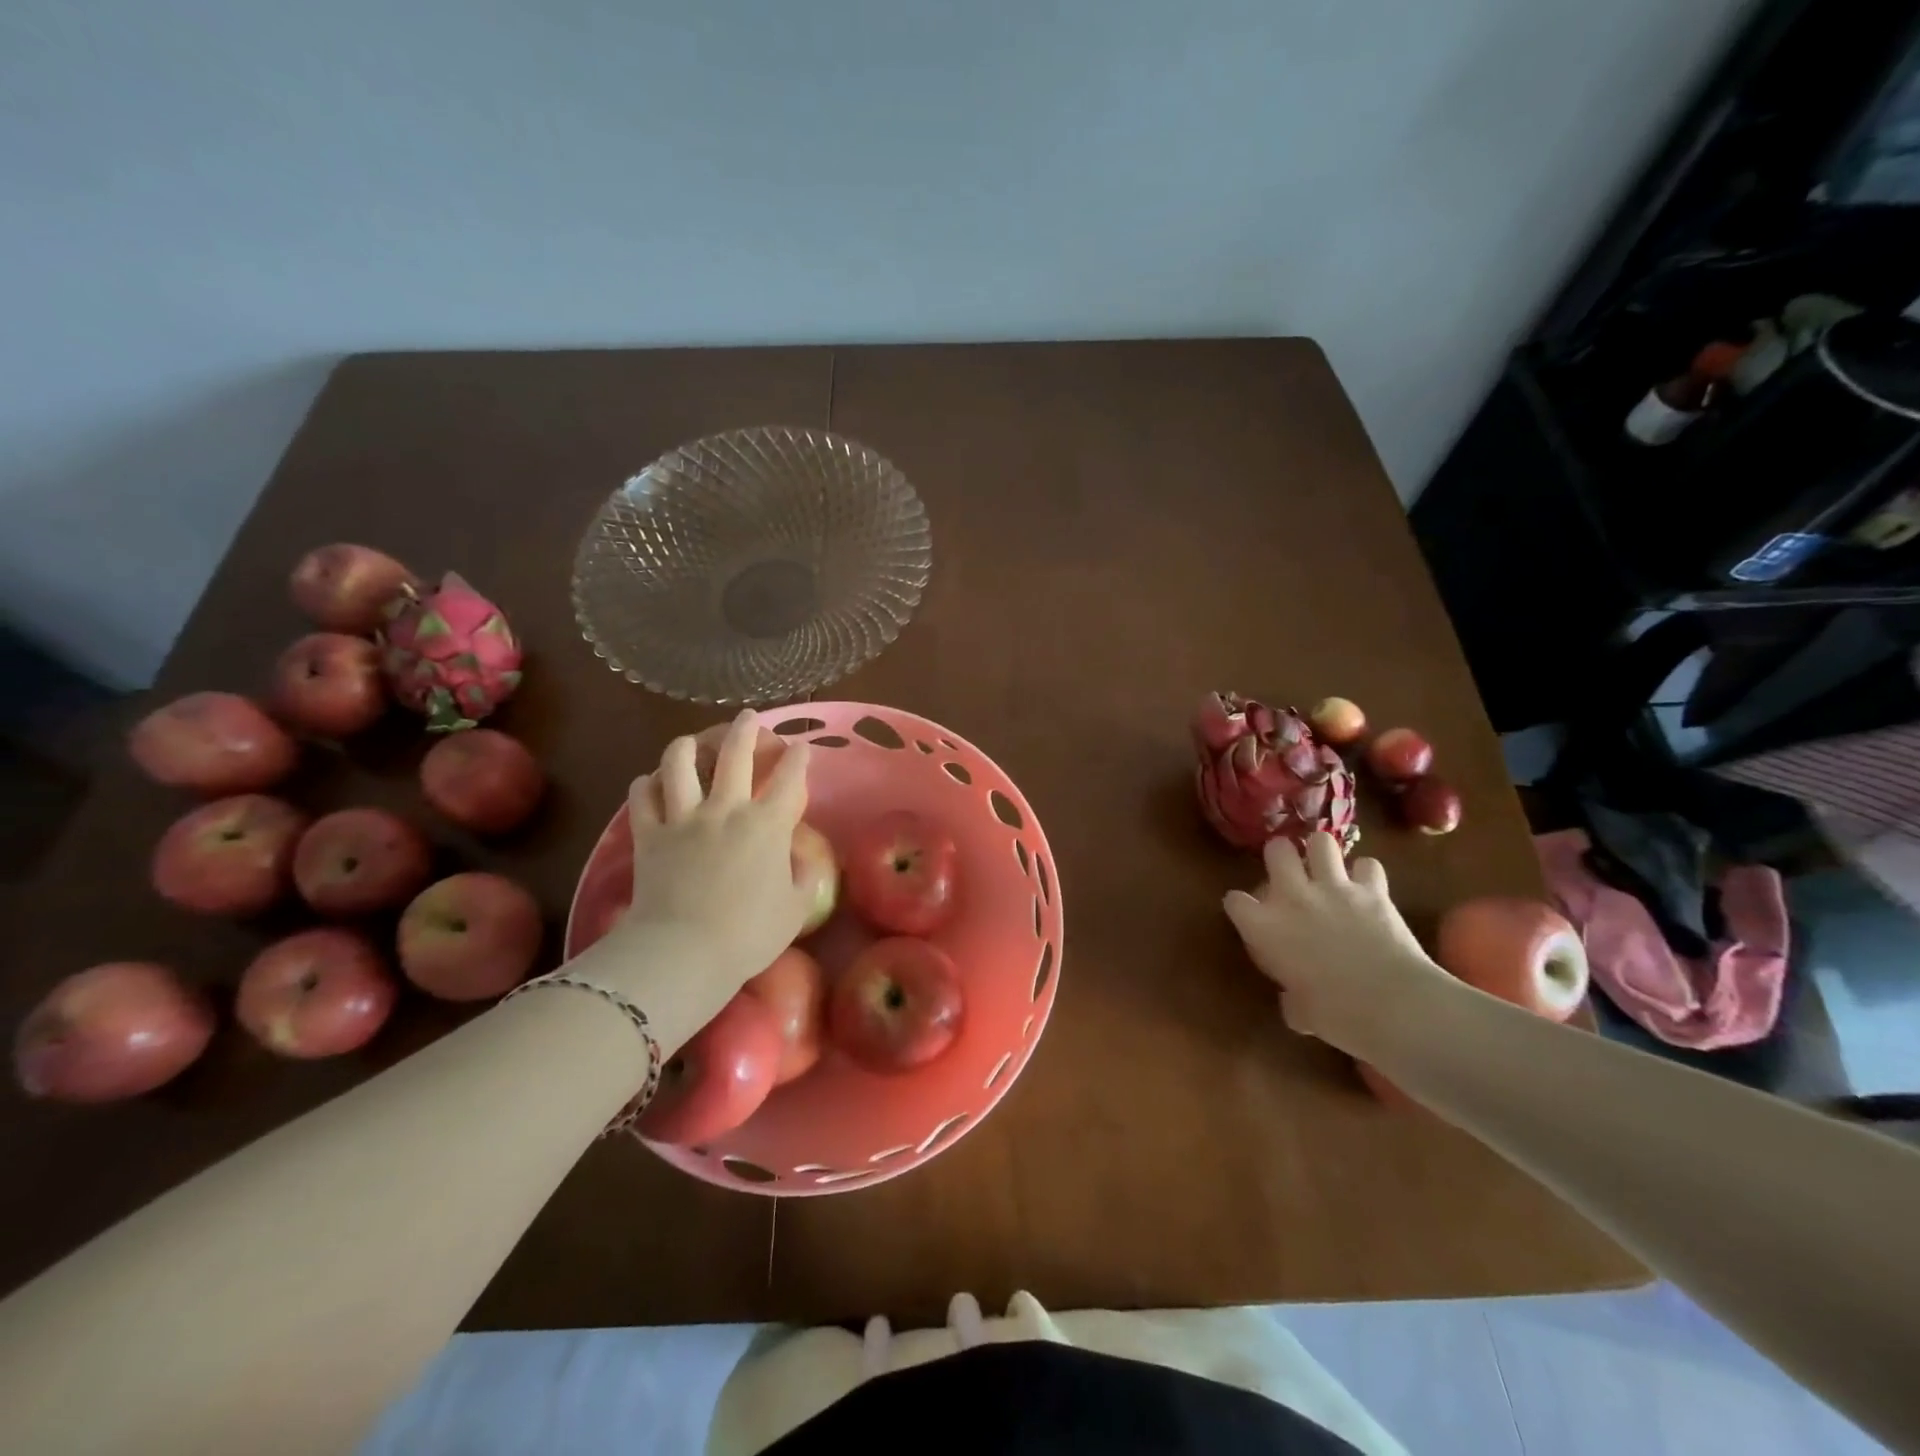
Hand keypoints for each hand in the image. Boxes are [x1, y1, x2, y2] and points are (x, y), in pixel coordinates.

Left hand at [597, 712, 812, 1019]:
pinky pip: (642, 796)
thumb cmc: (749, 934)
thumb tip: (800, 858)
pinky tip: (652, 782)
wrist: (685, 951)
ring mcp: (684, 818)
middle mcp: (726, 809)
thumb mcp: (795, 909)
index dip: (799, 758)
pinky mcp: (649, 833)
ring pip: (680, 763)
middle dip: (746, 729)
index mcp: (768, 825)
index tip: (801, 747)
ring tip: (692, 740)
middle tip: (748, 717)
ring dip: (688, 745)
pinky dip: (647, 783)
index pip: (790, 778)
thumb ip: (804, 877)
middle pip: (735, 753)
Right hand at [1222, 832, 1452, 1057]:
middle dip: (1280, 855)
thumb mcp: (1300, 1013)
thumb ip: (1291, 998)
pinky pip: (1368, 865)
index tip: (1249, 915)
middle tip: (1288, 872)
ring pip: (1321, 841)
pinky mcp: (1373, 890)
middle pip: (1276, 850)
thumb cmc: (1336, 1016)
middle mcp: (1293, 896)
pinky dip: (1367, 875)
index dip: (1241, 906)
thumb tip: (1294, 1000)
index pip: (1235, 901)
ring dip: (1323, 853)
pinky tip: (1367, 888)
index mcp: (1265, 927)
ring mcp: (1334, 888)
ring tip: (1327, 868)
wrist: (1393, 1005)